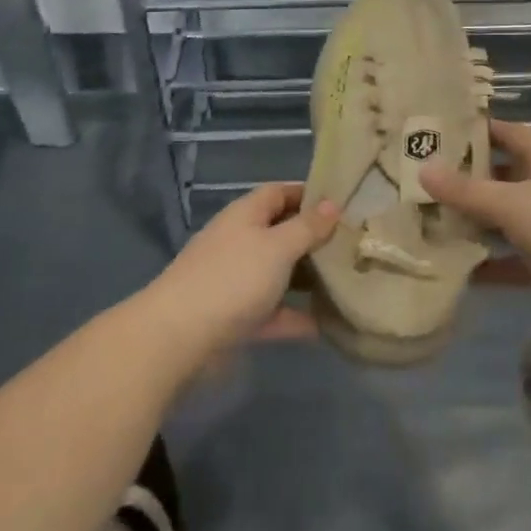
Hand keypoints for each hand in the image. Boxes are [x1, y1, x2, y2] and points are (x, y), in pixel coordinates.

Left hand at [143, 183, 339, 363]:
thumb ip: (307, 227)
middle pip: (281, 232)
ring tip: (347, 281)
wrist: (177, 338)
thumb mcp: (277, 246)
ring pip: (279, 273)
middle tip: (354, 245)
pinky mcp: (235, 318)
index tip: (343, 203)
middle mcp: (240, 242)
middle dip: (314, 239)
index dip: (309, 194)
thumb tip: (332, 204)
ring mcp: (236, 281)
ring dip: (307, 278)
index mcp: (246, 215)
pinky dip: (296, 317)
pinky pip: (273, 312)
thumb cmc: (232, 279)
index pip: (280, 192)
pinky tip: (327, 325)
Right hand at [419, 119, 530, 320]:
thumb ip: (466, 191)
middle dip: (470, 182)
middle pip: (504, 177)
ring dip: (480, 225)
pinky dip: (498, 265)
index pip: (506, 133)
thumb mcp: (511, 203)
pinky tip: (465, 275)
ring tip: (436, 228)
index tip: (440, 135)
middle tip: (426, 187)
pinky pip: (521, 258)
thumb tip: (423, 169)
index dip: (476, 131)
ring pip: (510, 219)